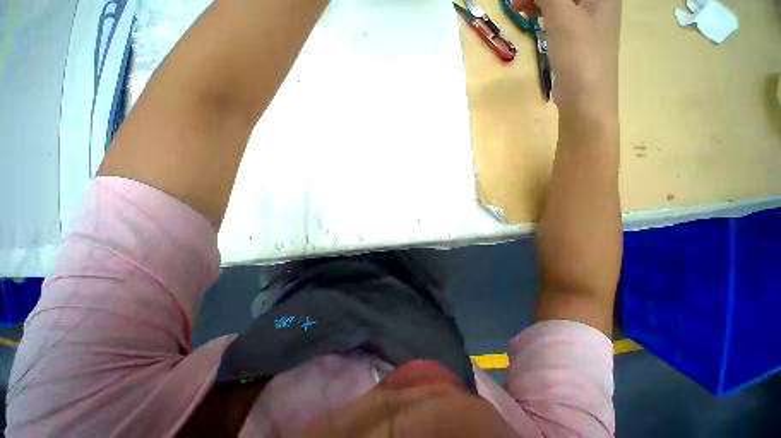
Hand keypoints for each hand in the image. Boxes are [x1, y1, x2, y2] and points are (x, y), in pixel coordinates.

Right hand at [514, 0, 620, 118]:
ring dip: (540, 1)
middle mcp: (597, 1)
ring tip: (519, 10)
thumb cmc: (579, 53)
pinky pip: (560, 15)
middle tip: (516, 3)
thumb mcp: (562, 16)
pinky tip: (533, 18)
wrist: (586, 96)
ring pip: (561, 1)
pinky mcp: (577, 36)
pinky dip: (545, 14)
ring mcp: (588, 19)